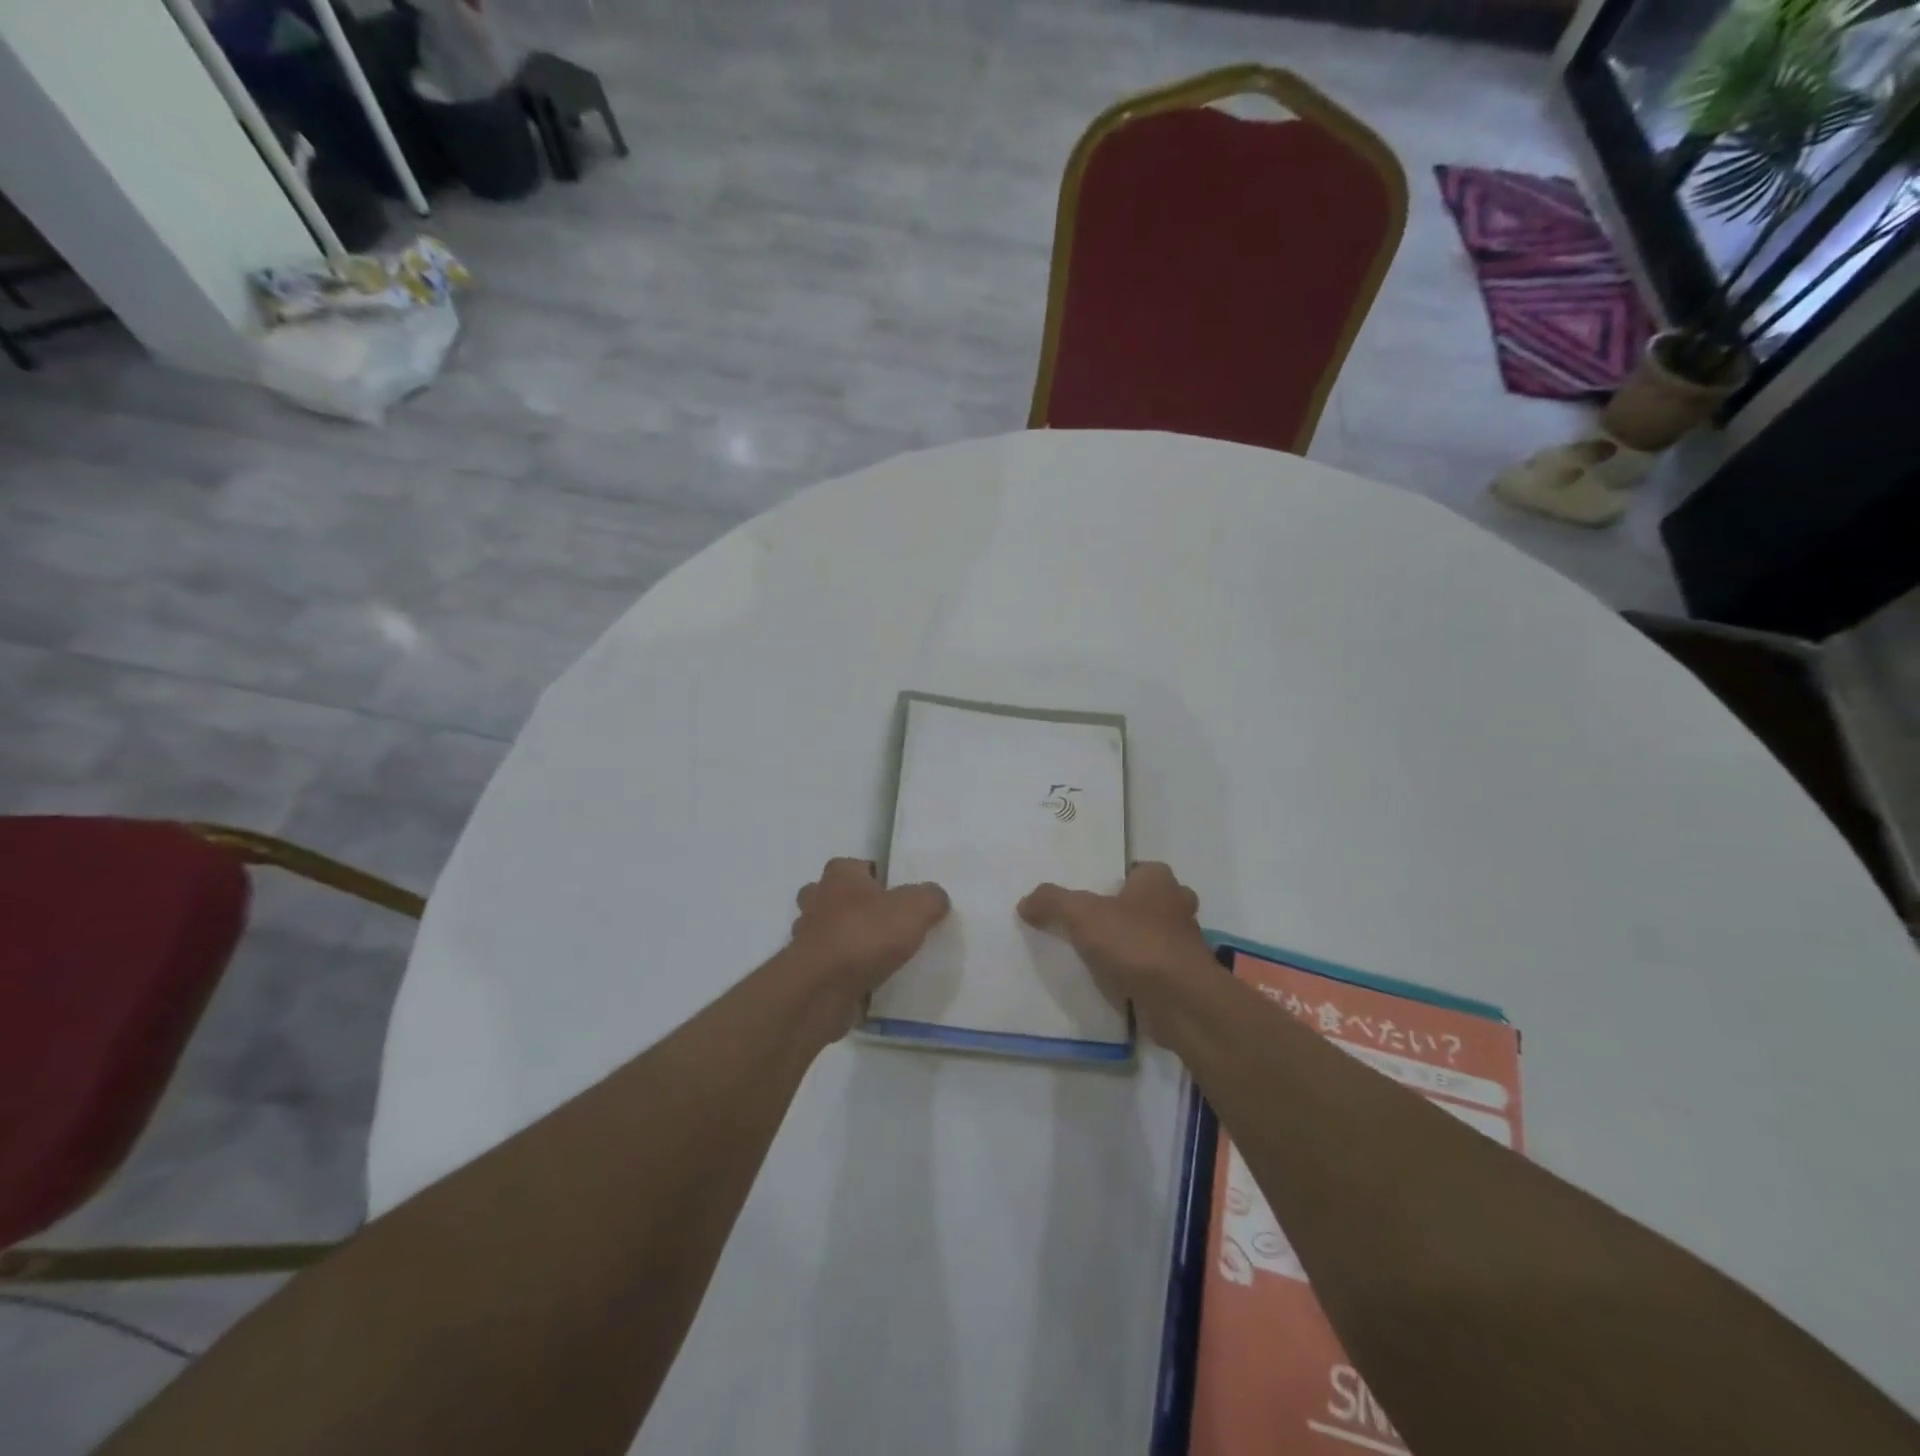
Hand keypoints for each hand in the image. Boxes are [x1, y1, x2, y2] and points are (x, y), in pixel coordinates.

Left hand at [790, 859, 949, 1027]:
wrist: (822, 989)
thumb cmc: (866, 935)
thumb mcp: (916, 909)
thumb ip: (930, 897)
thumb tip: (935, 898)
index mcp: (840, 874)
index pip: (858, 866)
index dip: (877, 878)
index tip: (897, 897)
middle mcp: (817, 899)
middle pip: (836, 896)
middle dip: (856, 908)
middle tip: (886, 925)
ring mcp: (806, 936)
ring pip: (828, 931)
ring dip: (847, 940)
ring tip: (879, 957)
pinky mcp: (805, 970)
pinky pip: (828, 964)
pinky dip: (843, 971)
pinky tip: (867, 982)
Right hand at [1019, 863, 1211, 1012]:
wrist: (1180, 1000)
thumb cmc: (1135, 942)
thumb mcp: (1081, 914)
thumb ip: (1052, 902)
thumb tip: (1025, 902)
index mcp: (1159, 881)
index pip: (1140, 870)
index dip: (1120, 880)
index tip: (1096, 894)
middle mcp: (1178, 907)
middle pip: (1152, 902)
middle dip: (1131, 911)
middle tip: (1099, 924)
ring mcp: (1186, 945)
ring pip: (1158, 936)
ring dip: (1137, 944)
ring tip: (1103, 956)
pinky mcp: (1186, 979)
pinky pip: (1159, 969)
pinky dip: (1142, 974)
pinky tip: (1117, 983)